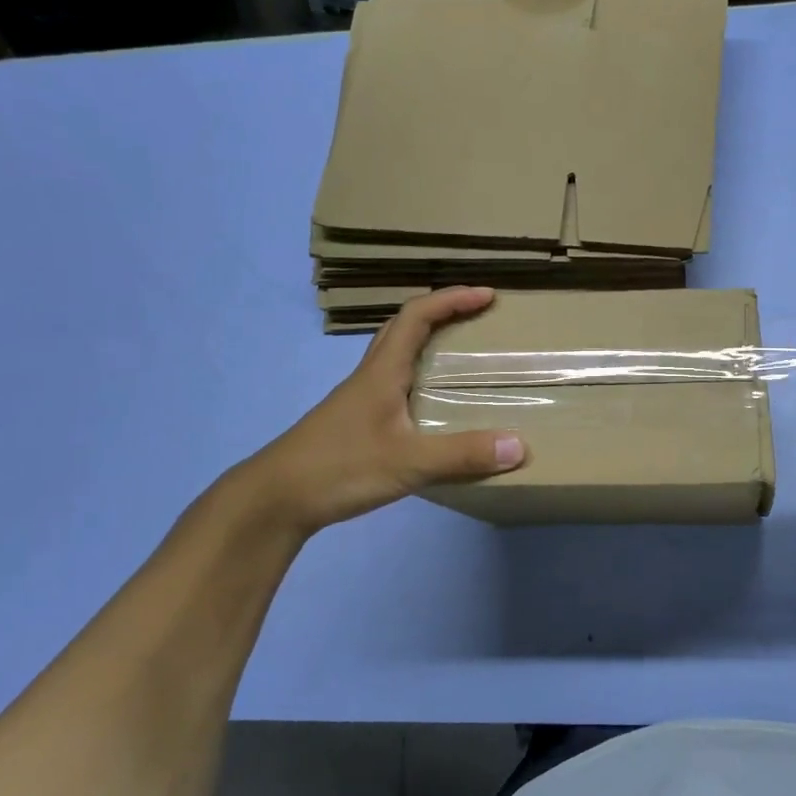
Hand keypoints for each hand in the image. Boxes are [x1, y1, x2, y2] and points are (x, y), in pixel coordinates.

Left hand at [232, 287, 526, 537]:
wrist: (274, 500)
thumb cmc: (338, 468)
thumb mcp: (407, 463)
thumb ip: (462, 454)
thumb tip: (520, 446)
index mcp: (382, 372)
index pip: (416, 316)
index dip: (451, 299)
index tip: (487, 296)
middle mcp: (370, 377)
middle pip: (404, 328)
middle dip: (442, 313)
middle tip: (478, 318)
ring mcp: (360, 400)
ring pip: (398, 356)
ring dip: (430, 344)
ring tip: (465, 357)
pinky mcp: (357, 423)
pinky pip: (396, 385)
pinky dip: (421, 379)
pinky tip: (436, 407)